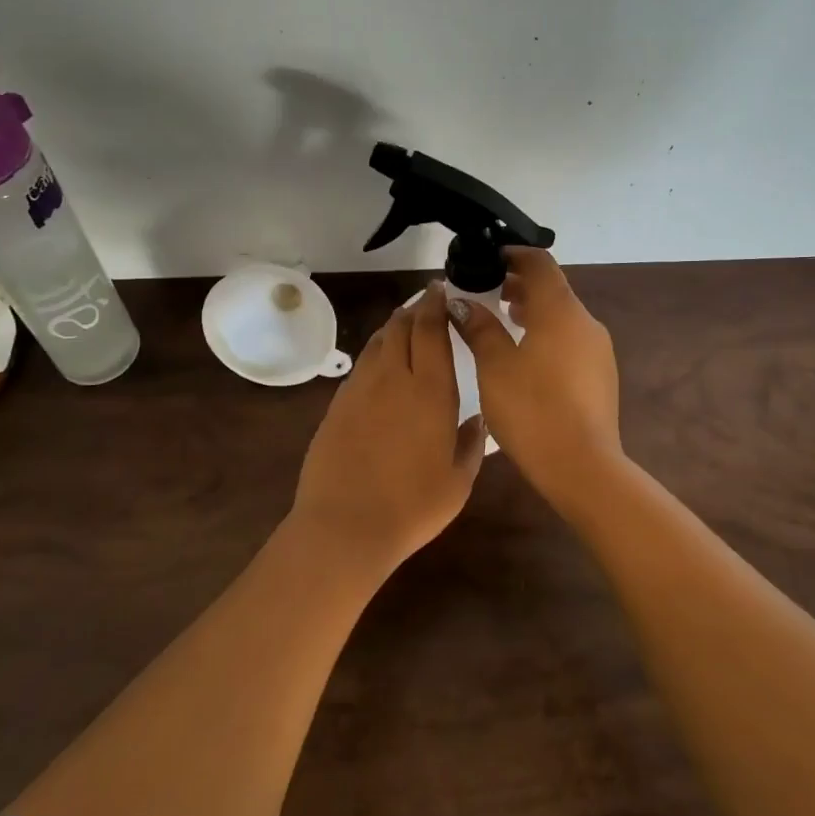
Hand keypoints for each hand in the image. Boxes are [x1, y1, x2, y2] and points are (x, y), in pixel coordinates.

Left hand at [291, 283, 484, 577]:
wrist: (345, 526)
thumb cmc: (412, 506)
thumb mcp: (458, 482)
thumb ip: (471, 443)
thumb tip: (476, 418)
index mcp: (432, 389)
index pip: (432, 329)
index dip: (437, 304)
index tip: (443, 289)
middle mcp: (395, 377)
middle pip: (402, 325)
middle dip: (416, 307)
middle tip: (428, 301)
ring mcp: (361, 388)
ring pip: (379, 340)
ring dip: (394, 325)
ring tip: (406, 322)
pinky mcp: (338, 403)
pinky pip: (362, 364)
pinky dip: (376, 351)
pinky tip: (381, 361)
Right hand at [448, 248, 625, 511]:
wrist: (582, 466)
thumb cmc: (532, 409)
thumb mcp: (494, 365)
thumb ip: (479, 327)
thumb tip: (460, 301)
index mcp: (560, 310)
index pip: (539, 262)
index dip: (512, 254)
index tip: (487, 258)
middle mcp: (585, 321)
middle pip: (552, 287)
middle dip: (519, 283)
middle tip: (485, 289)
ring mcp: (598, 348)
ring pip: (562, 314)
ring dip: (532, 309)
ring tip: (501, 318)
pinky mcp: (600, 374)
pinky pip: (570, 338)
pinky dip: (546, 332)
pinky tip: (524, 355)